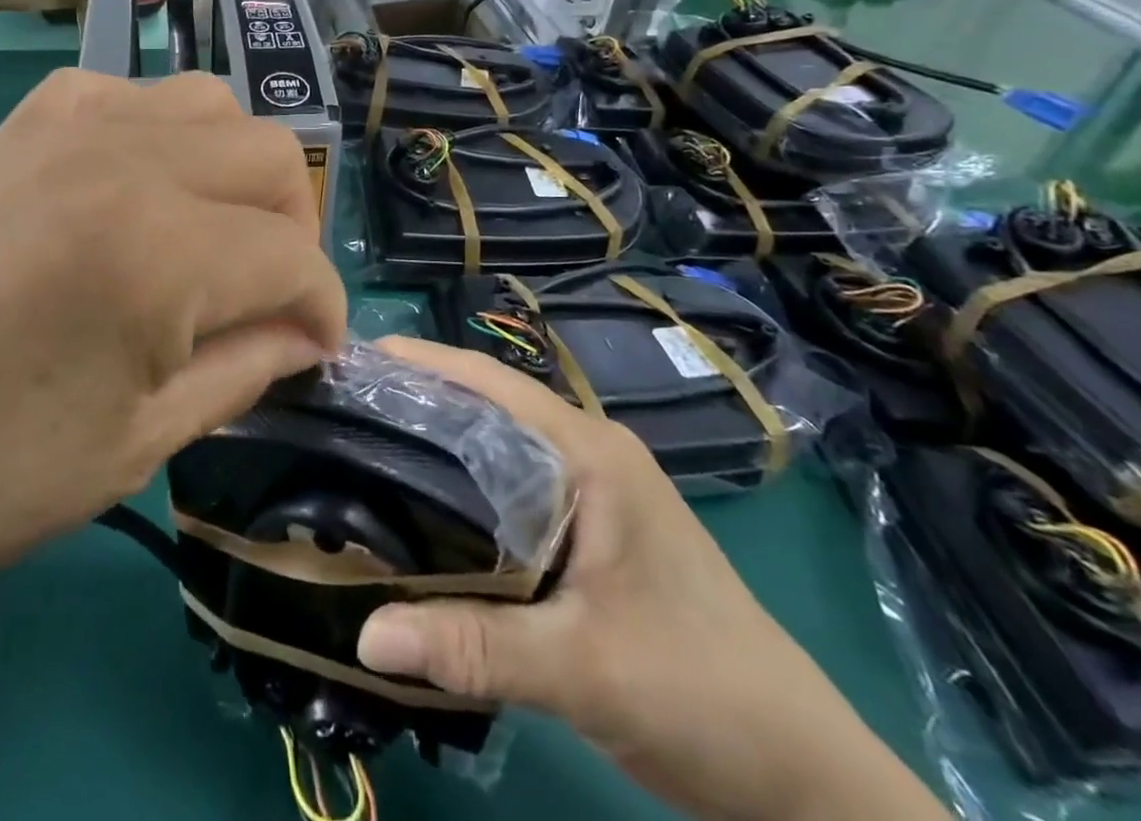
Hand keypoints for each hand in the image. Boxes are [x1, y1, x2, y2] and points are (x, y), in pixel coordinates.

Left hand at [0, 69, 348, 682]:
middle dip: (293, 230)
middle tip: (270, 297)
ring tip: (213, 240)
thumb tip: (307, 333)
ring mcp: (64, 123)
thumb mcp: (138, 443)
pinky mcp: (19, 121)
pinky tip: (139, 196)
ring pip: (210, 105)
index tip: (317, 350)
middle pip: (269, 154)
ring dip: (235, 172)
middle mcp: (122, 155)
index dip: (323, 309)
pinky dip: (165, 138)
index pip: (294, 256)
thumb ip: (245, 366)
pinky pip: (132, 96)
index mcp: (158, 246)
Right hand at [355, 339, 943, 820]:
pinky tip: (417, 506)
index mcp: (589, 454)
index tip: (349, 360)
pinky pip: (508, 487)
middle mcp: (586, 455)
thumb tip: (363, 633)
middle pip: (485, 405)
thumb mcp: (583, 669)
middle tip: (336, 404)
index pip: (489, 382)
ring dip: (434, 440)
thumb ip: (474, 646)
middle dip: (413, 397)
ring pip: (494, 446)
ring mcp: (590, 493)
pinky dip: (459, 485)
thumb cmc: (703, 696)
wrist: (804, 779)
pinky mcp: (587, 531)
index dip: (419, 362)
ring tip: (358, 443)